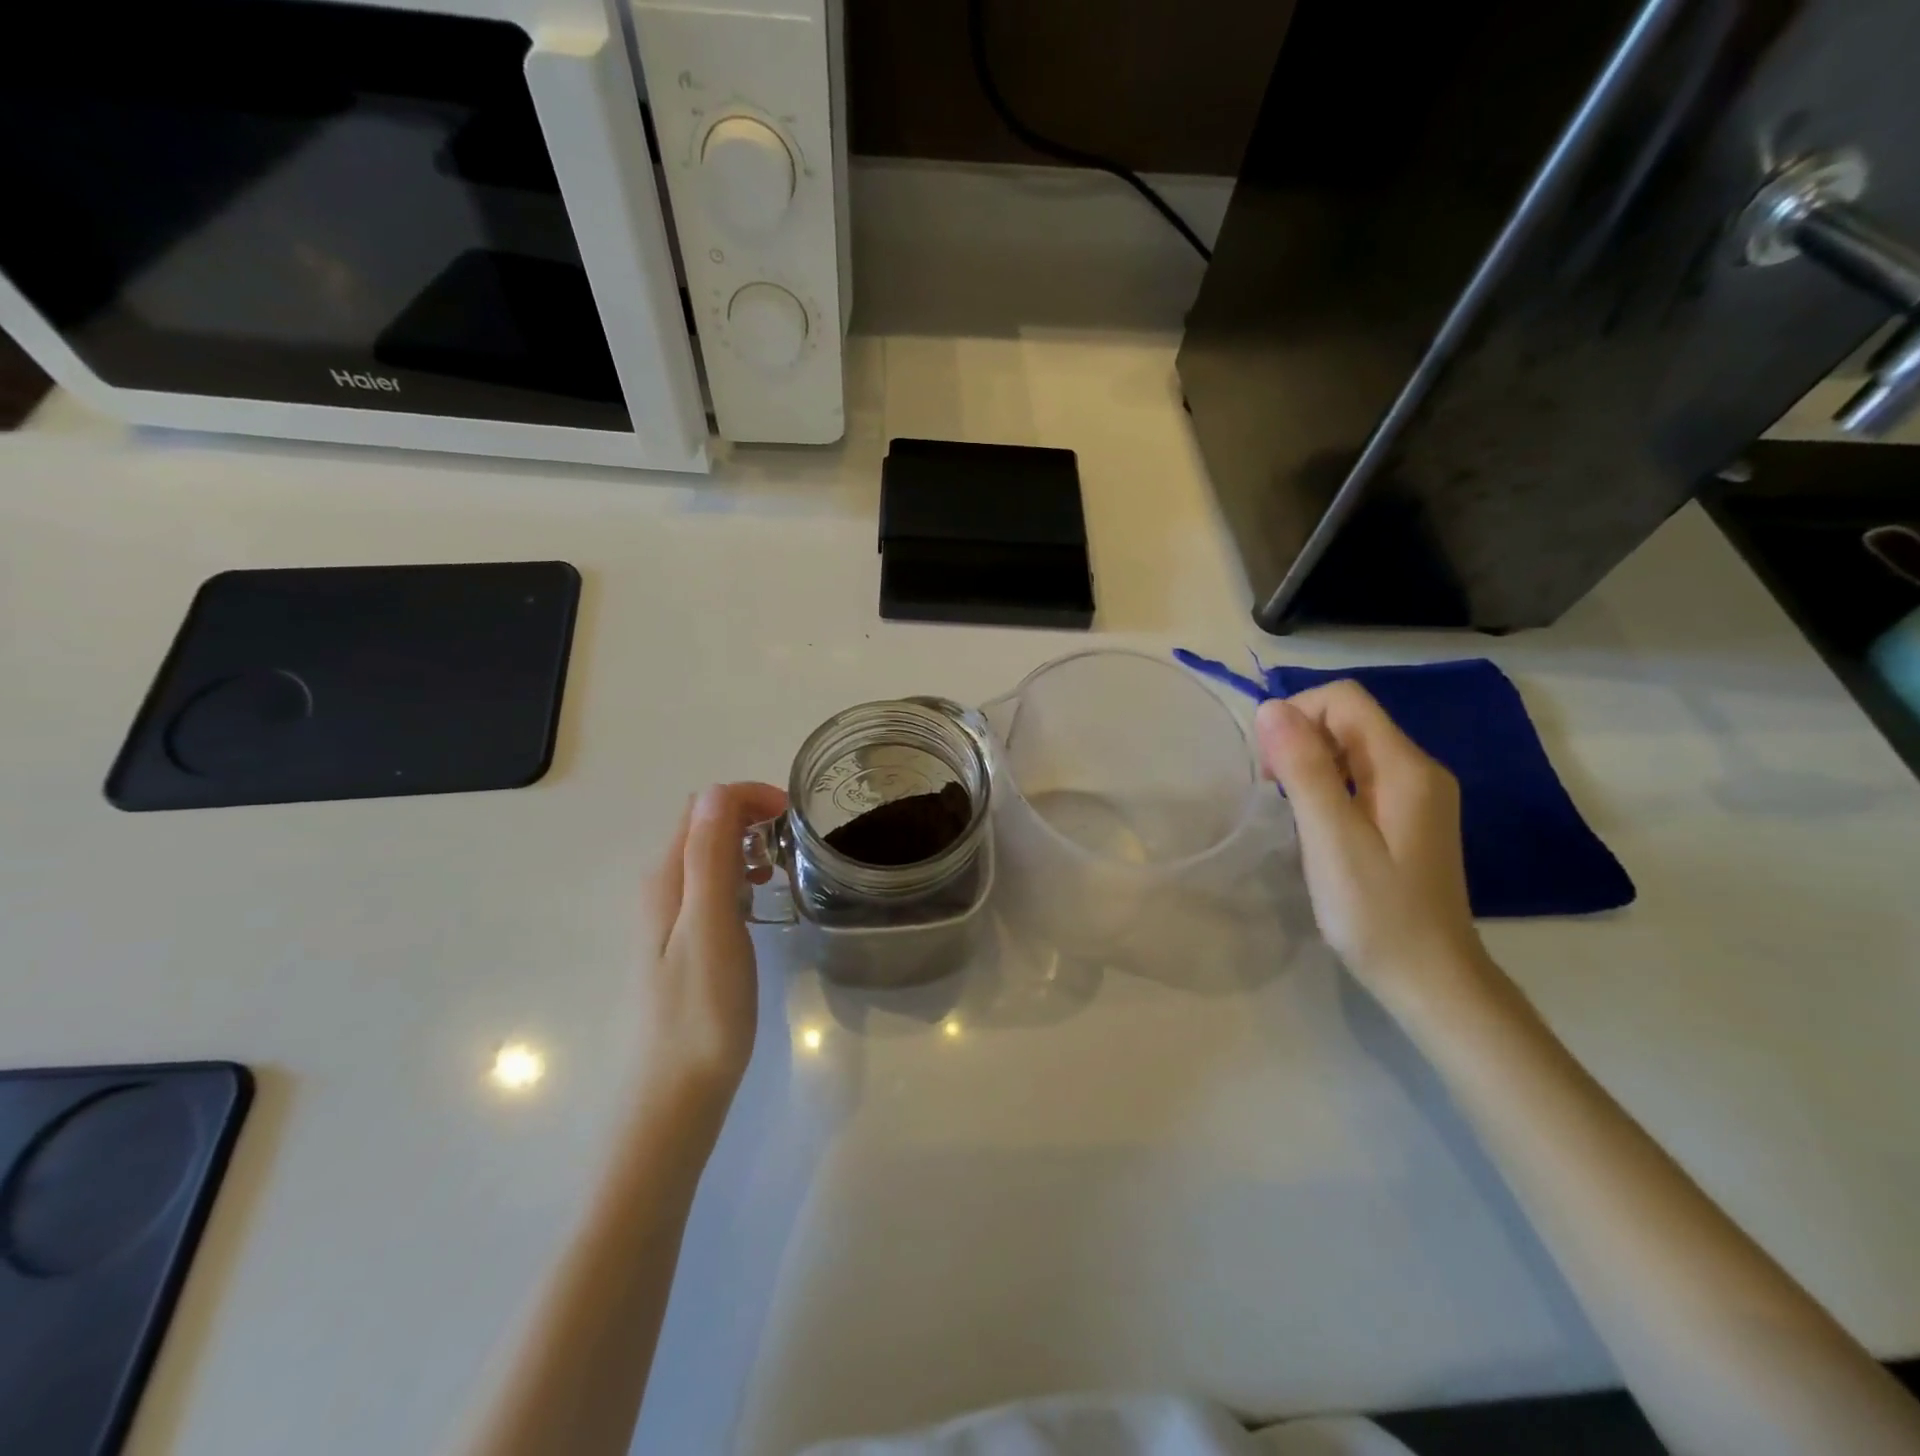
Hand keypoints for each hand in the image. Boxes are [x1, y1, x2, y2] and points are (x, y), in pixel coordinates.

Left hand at [639, 782, 788, 1109]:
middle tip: (793, 843)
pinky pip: (711, 888)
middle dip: (750, 817)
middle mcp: (662, 889)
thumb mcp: (711, 926)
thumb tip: (717, 790)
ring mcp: (670, 918)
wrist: (674, 1096)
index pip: (704, 806)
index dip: (748, 797)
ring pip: (708, 856)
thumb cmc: (702, 1012)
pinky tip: (759, 904)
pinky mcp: (683, 943)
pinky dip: (740, 878)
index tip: (793, 816)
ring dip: (746, 846)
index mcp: (667, 878)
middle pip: (703, 826)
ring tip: (781, 871)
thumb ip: (709, 857)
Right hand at [1256, 683, 1489, 1010]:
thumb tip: (1271, 707)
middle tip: (1274, 790)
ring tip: (1291, 808)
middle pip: (1349, 718)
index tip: (1271, 766)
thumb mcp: (1332, 839)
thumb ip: (1304, 769)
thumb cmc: (1376, 913)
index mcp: (1405, 767)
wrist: (1431, 978)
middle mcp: (1419, 768)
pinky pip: (1361, 774)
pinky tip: (1317, 821)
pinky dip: (1328, 782)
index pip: (1344, 700)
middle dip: (1300, 738)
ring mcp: (1418, 793)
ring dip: (1310, 761)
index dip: (1297, 715)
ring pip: (1352, 746)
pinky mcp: (1409, 815)